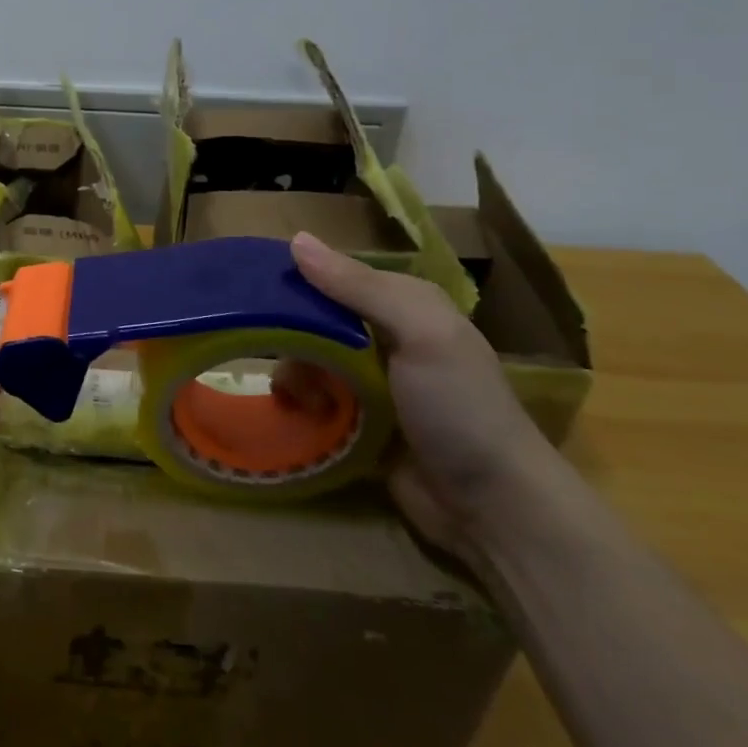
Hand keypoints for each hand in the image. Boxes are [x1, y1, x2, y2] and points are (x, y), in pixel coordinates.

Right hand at [281, 232, 559, 558]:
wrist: (492, 507)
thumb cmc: (459, 408)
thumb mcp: (420, 334)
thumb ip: (359, 288)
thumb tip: (296, 239)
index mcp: (406, 305)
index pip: (337, 277)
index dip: (298, 283)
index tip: (255, 295)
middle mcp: (388, 337)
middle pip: (317, 321)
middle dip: (293, 338)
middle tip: (280, 359)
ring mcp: (374, 383)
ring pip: (310, 361)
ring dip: (296, 376)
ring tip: (300, 400)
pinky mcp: (360, 423)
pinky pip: (314, 401)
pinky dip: (302, 405)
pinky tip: (301, 417)